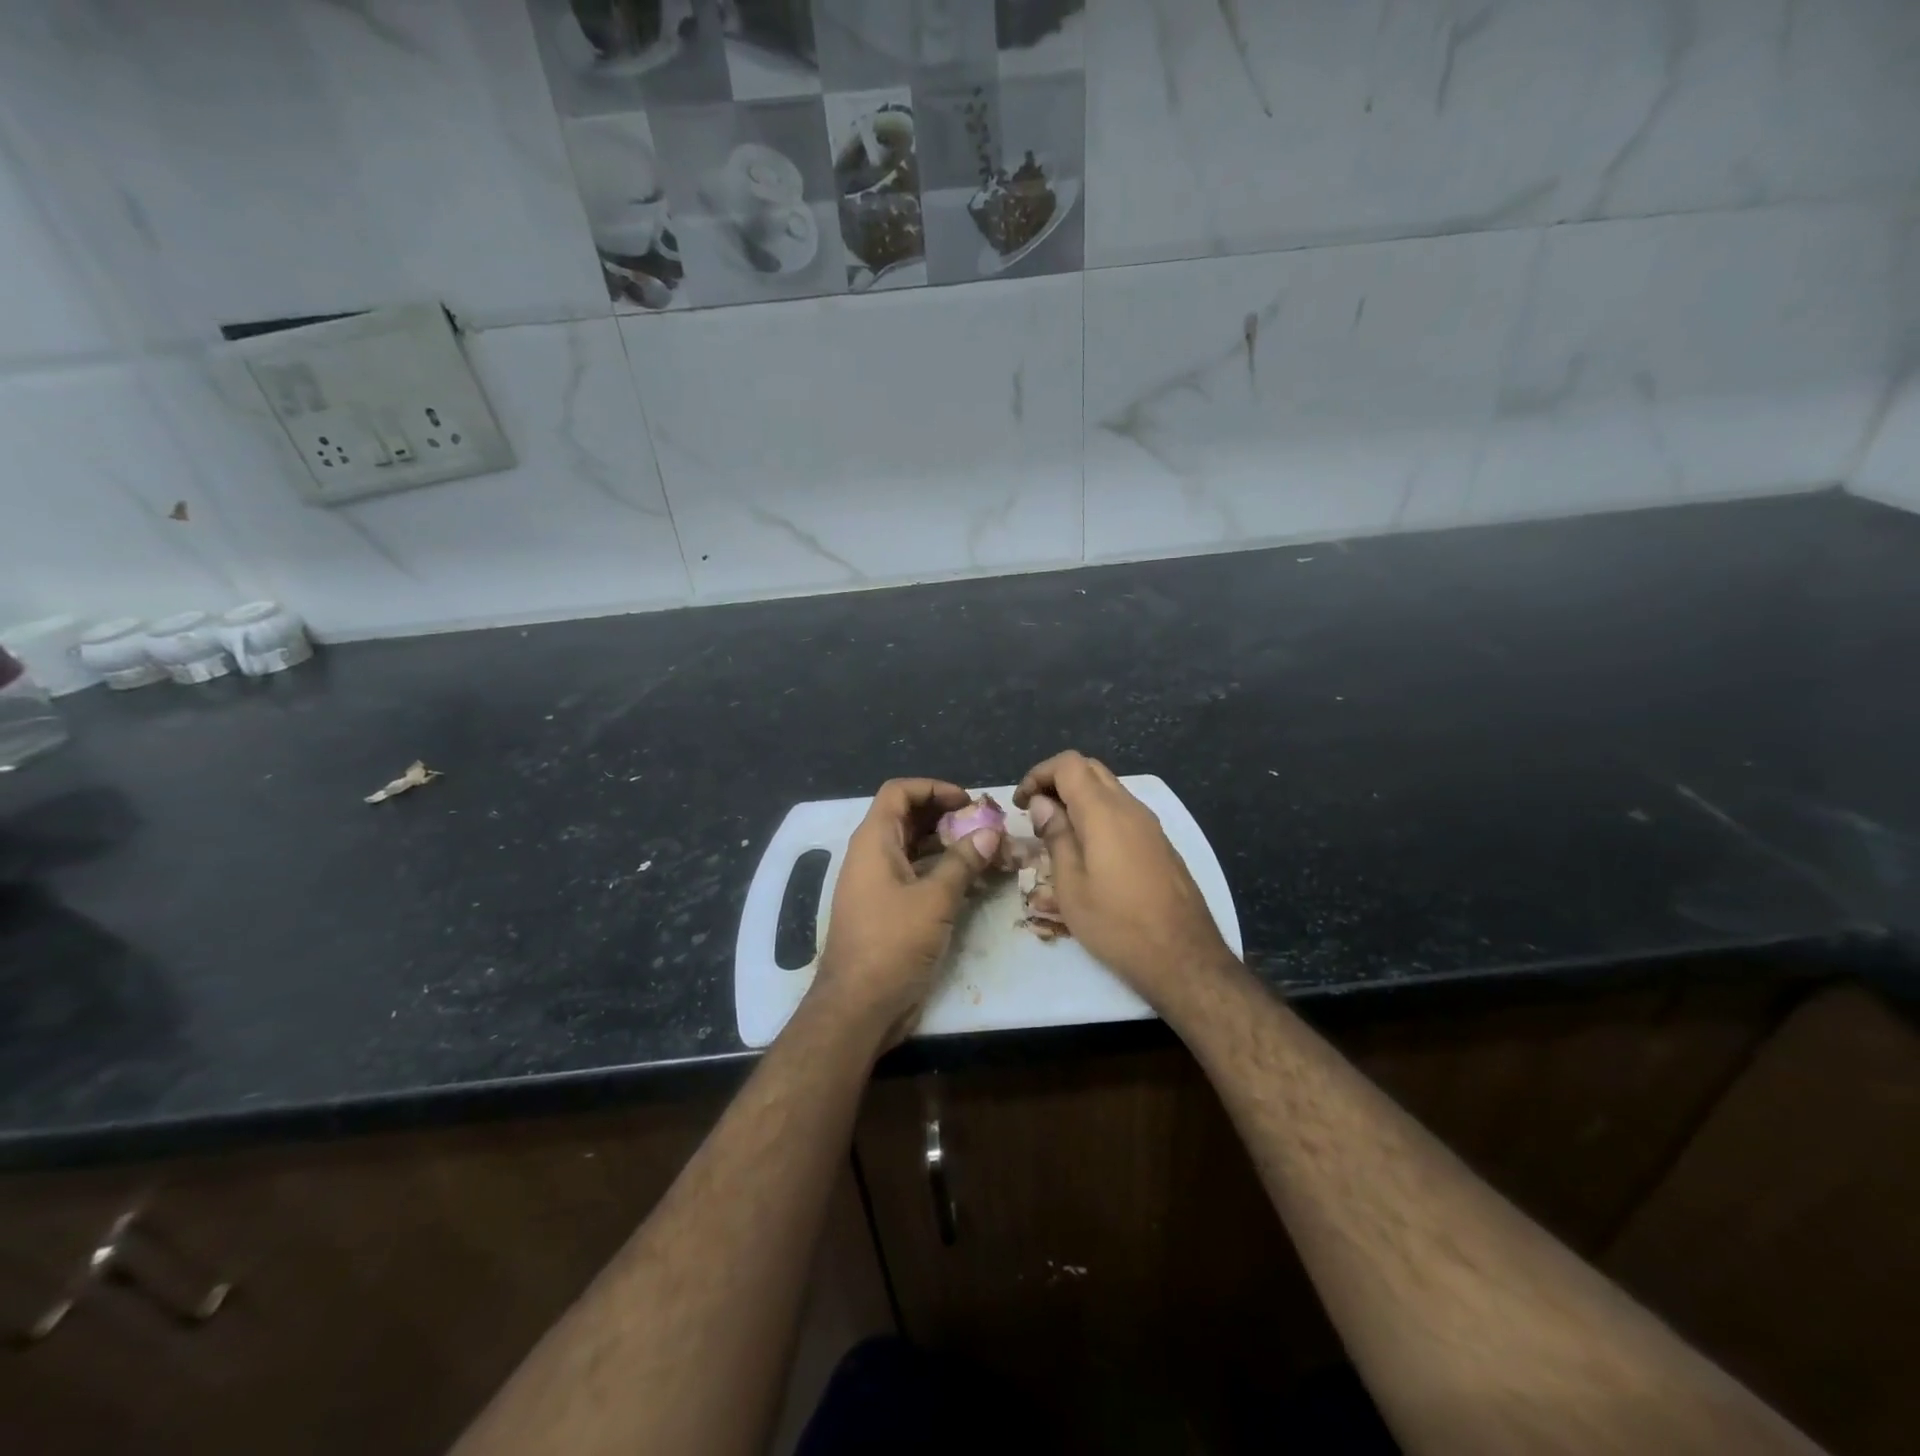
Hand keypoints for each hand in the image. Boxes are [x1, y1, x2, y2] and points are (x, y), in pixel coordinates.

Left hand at [811, 778, 999, 1044]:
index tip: (968, 802)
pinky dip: (941, 871)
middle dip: (946, 816)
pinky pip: (915, 875)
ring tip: (986, 850)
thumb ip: (963, 862)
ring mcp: (877, 884)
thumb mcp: (934, 899)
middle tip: (985, 825)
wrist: (858, 1006)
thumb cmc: (892, 944)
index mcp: (874, 841)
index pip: (899, 792)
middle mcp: (871, 855)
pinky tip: (972, 880)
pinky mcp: (887, 909)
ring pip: (914, 848)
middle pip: (908, 818)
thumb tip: (990, 832)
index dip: (934, 788)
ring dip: (947, 845)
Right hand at [1013, 751, 1234, 1008]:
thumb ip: (1056, 836)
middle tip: (1035, 811)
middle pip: (1090, 770)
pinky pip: (1123, 811)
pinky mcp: (1160, 843)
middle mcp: (1130, 807)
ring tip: (1056, 830)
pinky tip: (1087, 848)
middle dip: (1057, 781)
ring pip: (1109, 789)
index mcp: (1104, 812)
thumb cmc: (1117, 924)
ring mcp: (1150, 824)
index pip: (1068, 764)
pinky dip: (1098, 813)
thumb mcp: (1071, 885)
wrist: (1184, 957)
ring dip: (1078, 797)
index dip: (1038, 774)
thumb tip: (1042, 803)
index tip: (1020, 803)